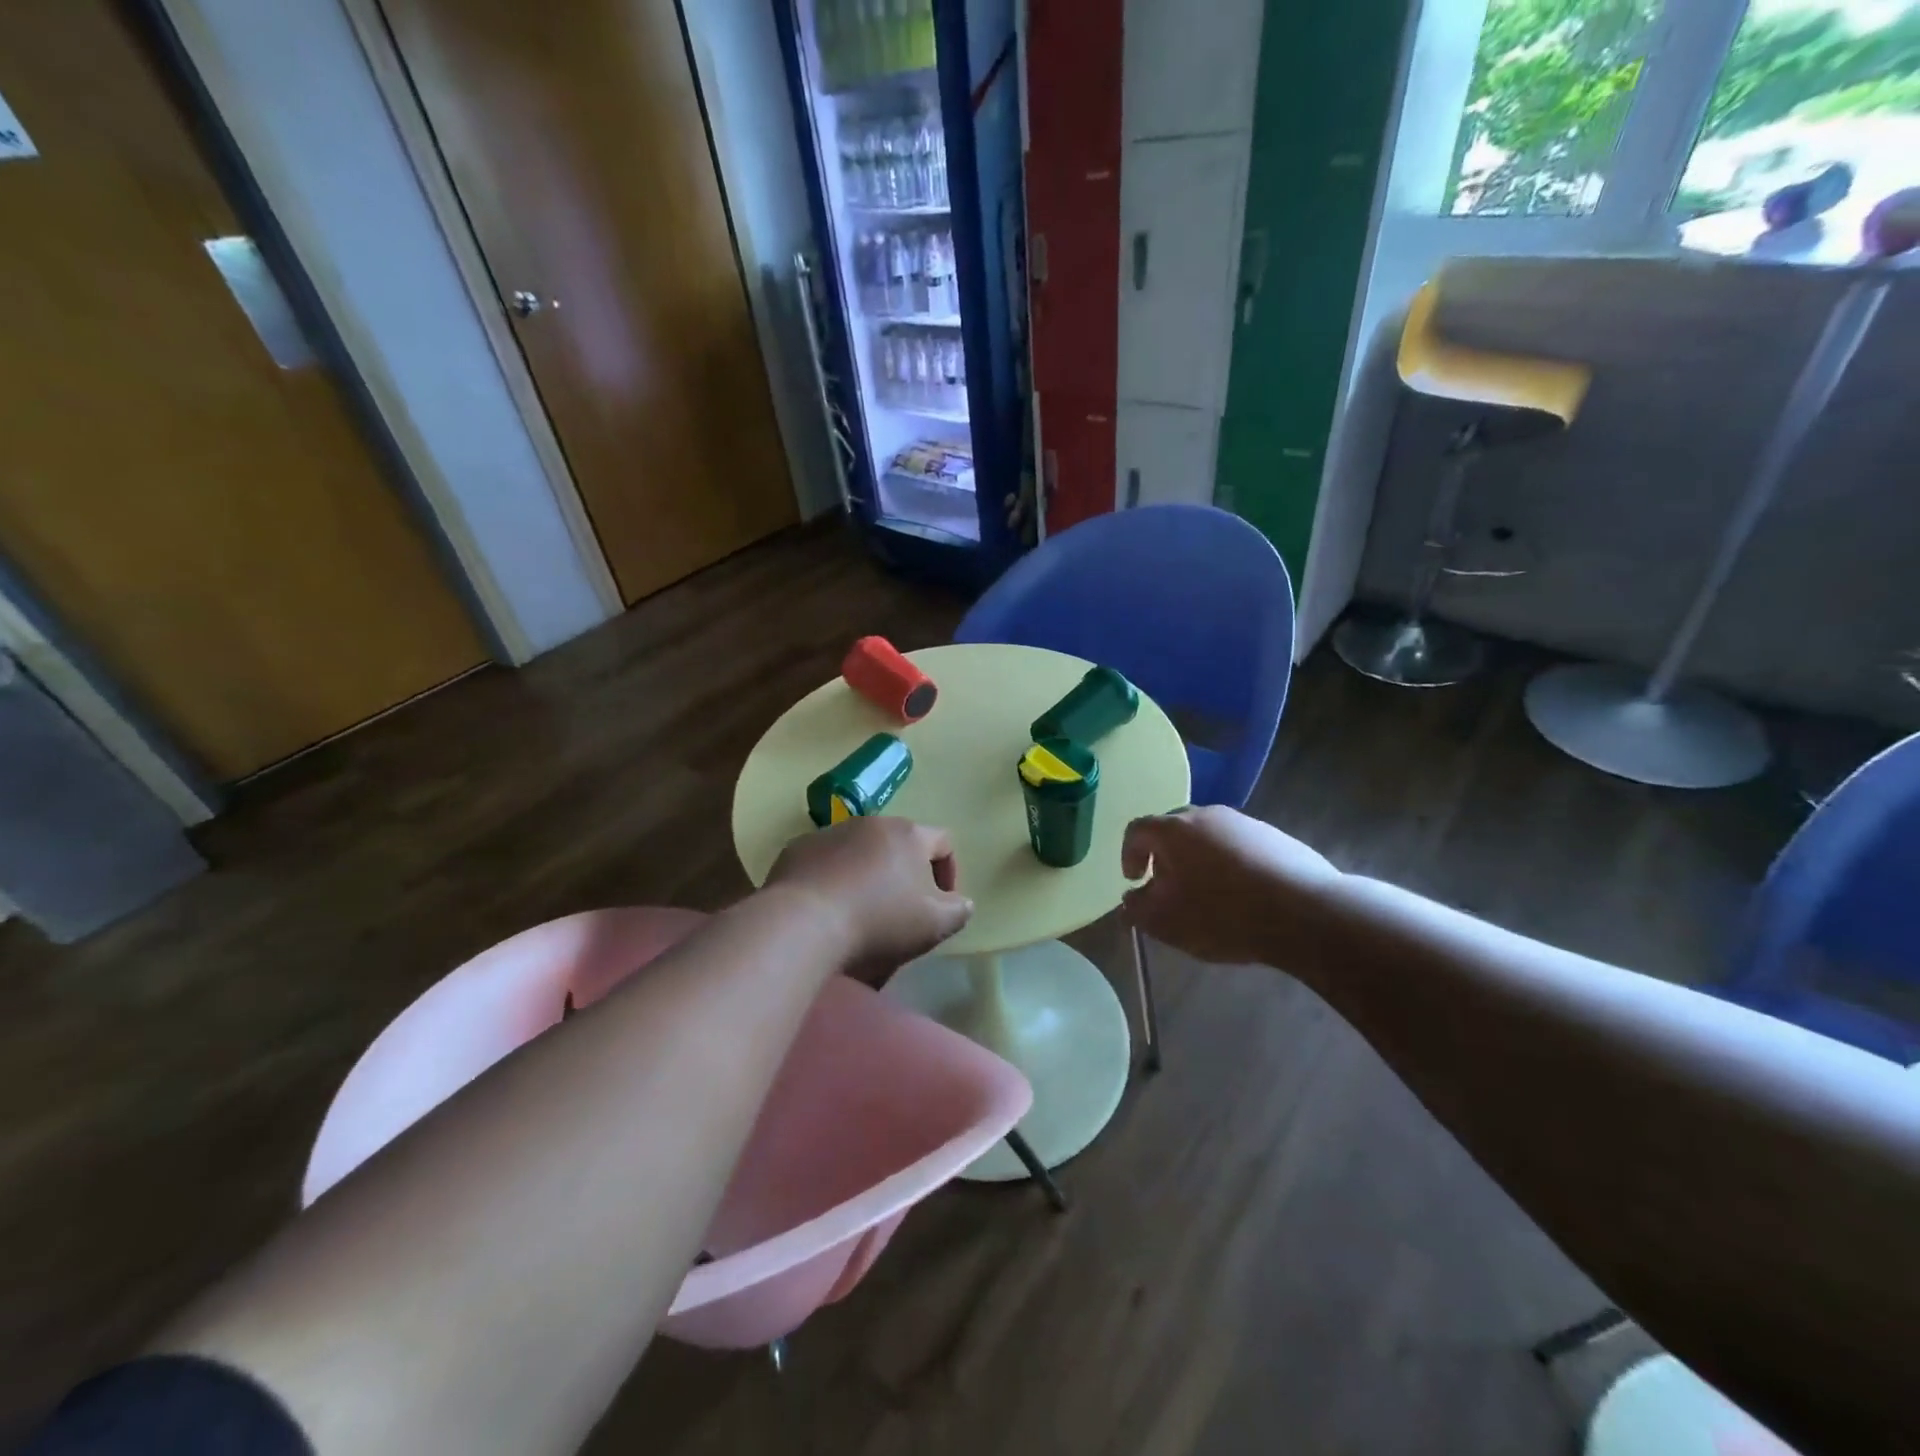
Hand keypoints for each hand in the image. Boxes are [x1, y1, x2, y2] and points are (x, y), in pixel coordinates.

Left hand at [765, 817, 973, 982]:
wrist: (803, 923)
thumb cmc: (879, 921)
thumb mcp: (934, 925)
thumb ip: (958, 910)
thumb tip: (961, 902)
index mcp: (909, 835)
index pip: (943, 841)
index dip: (949, 871)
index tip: (941, 903)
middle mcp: (871, 823)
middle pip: (898, 845)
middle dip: (904, 875)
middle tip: (899, 912)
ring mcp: (830, 832)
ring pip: (859, 851)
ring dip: (866, 876)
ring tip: (859, 913)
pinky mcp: (797, 849)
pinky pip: (824, 862)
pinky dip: (832, 880)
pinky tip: (827, 910)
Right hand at [1121, 806, 1338, 966]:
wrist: (1306, 912)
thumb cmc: (1223, 914)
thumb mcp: (1167, 922)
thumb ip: (1138, 910)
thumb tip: (1129, 901)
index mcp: (1173, 830)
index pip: (1137, 830)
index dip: (1129, 854)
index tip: (1136, 880)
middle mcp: (1206, 815)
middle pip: (1174, 829)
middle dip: (1165, 856)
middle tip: (1170, 888)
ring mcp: (1244, 822)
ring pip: (1208, 836)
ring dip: (1199, 860)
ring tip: (1209, 895)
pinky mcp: (1274, 836)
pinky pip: (1239, 845)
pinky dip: (1231, 864)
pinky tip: (1244, 895)